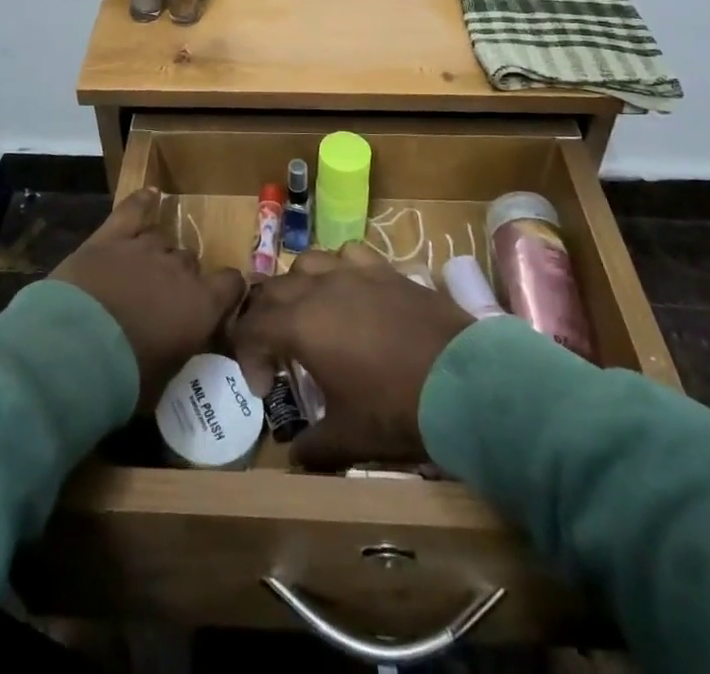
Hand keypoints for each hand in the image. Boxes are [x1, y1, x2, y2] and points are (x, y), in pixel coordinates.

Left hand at [51, 189, 245, 413]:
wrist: (72, 353)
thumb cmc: (123, 379)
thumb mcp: (164, 378)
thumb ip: (180, 350)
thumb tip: (180, 345)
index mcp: (201, 305)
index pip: (232, 283)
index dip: (225, 292)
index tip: (216, 305)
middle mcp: (179, 269)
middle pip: (190, 261)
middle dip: (180, 279)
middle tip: (160, 303)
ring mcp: (144, 248)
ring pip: (162, 241)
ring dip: (156, 256)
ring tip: (138, 276)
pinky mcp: (111, 237)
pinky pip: (133, 210)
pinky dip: (142, 202)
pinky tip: (149, 194)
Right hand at [229, 244, 474, 469]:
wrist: (460, 380)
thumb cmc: (395, 407)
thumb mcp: (349, 436)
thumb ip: (313, 446)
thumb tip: (294, 455)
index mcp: (300, 324)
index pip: (252, 327)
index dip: (248, 356)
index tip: (265, 388)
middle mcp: (319, 288)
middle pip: (274, 289)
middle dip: (265, 318)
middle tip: (276, 351)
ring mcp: (353, 272)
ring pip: (307, 261)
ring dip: (297, 286)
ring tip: (308, 313)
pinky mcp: (383, 268)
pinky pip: (348, 254)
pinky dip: (338, 268)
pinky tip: (348, 289)